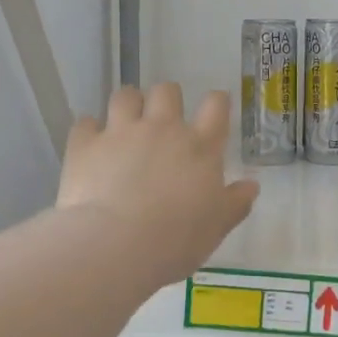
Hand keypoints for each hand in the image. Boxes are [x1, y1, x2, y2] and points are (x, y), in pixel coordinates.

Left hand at [58, 83, 258, 286]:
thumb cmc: (176, 239)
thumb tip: (252, 185)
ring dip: (128, 105)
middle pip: (167, 91)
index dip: (216, 102)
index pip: (216, 106)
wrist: (116, 245)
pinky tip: (91, 146)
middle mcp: (162, 129)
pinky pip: (85, 123)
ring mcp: (121, 132)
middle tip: (162, 120)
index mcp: (200, 147)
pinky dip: (89, 131)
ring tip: (125, 124)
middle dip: (165, 99)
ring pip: (125, 96)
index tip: (214, 107)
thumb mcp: (216, 226)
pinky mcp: (85, 144)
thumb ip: (235, 202)